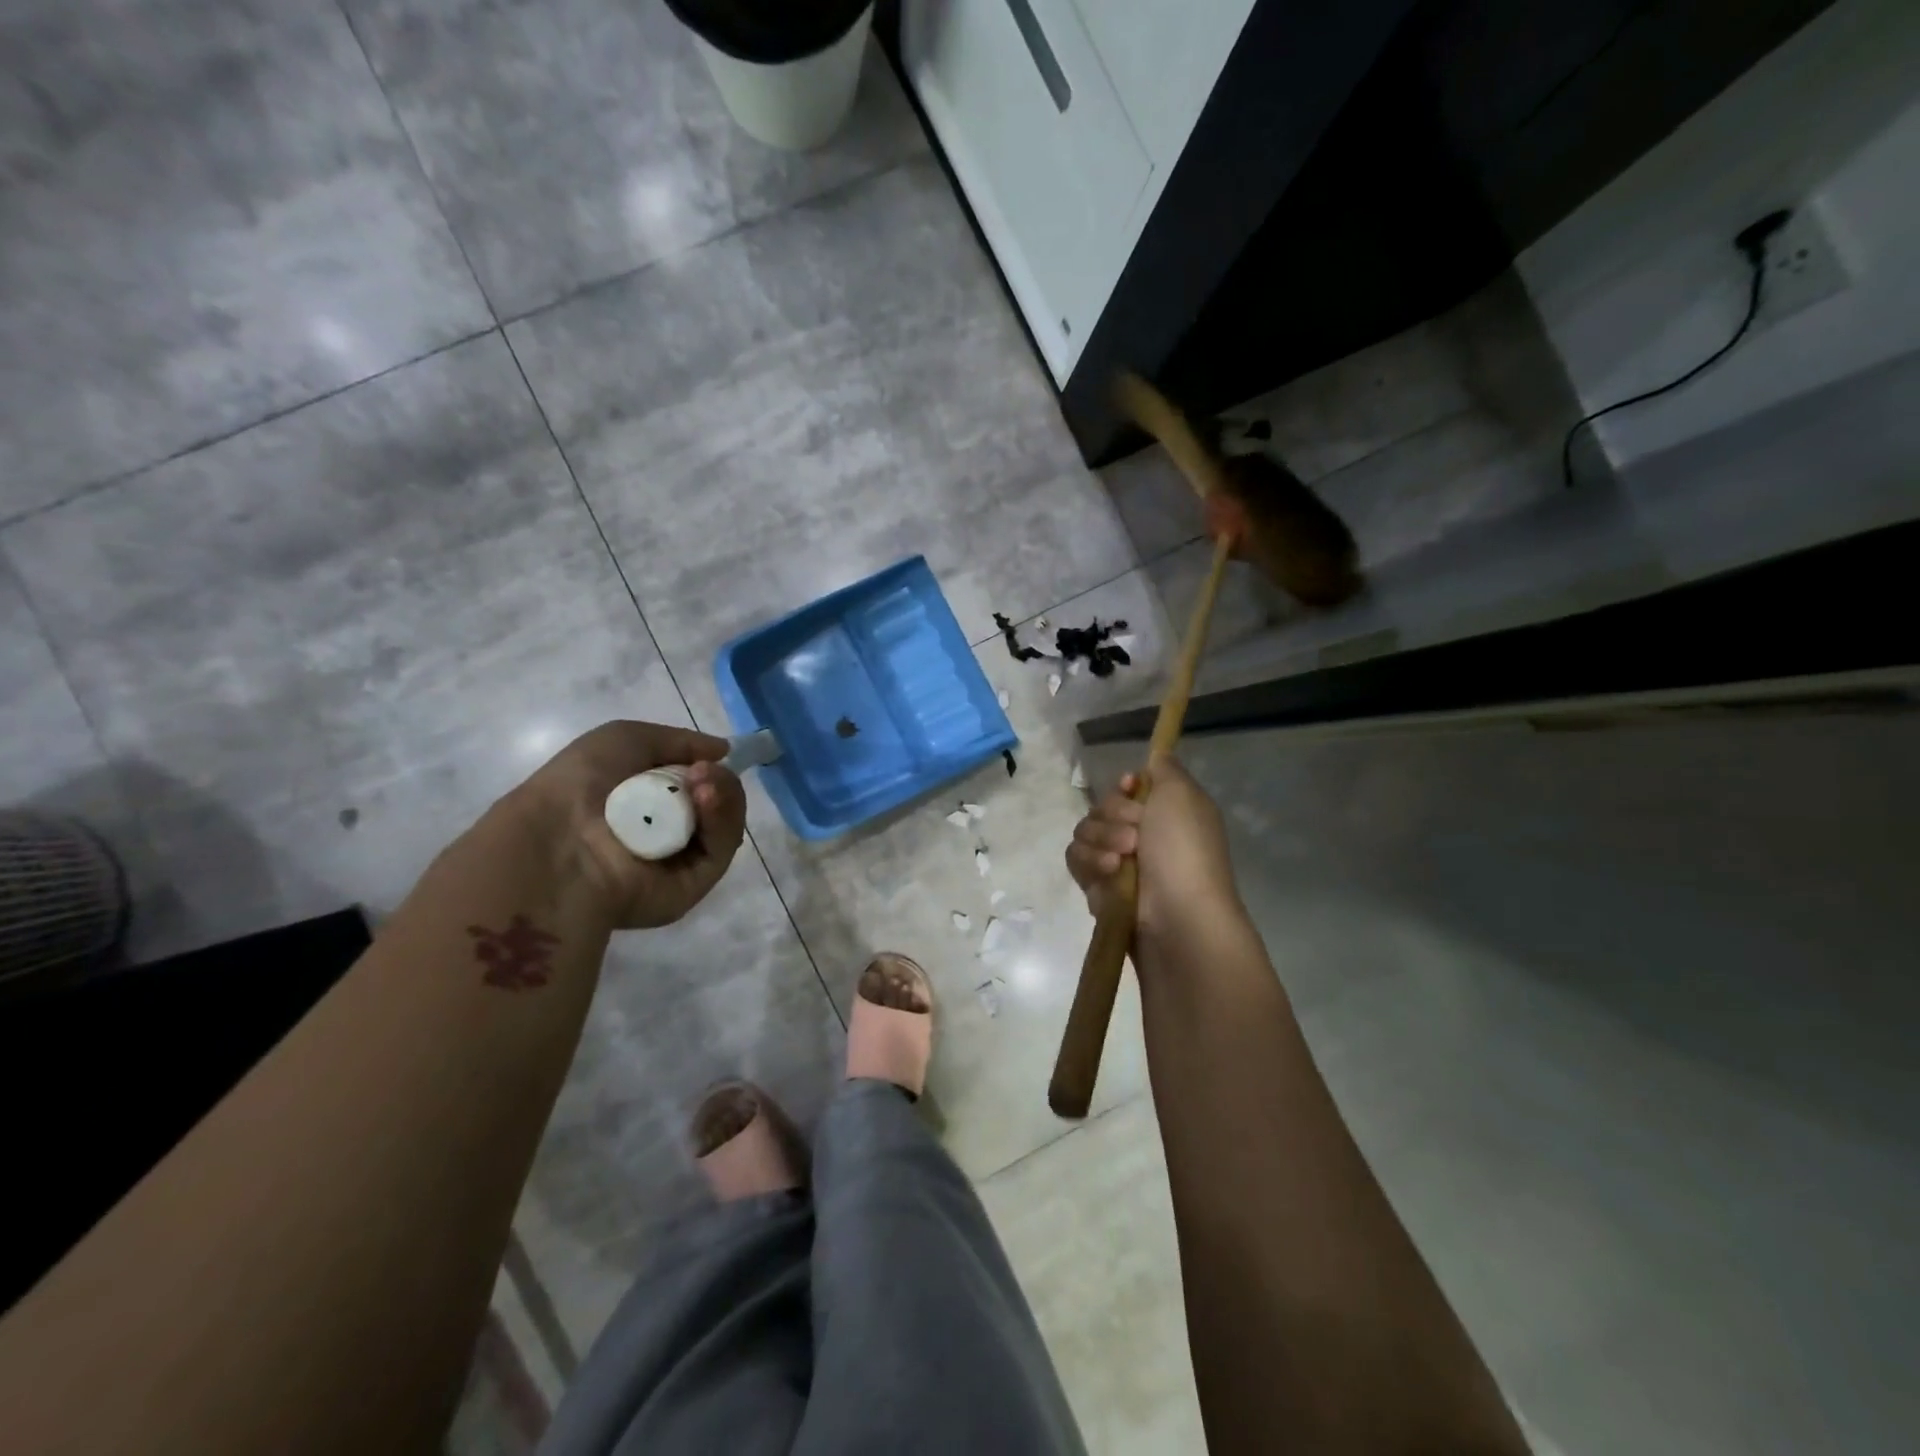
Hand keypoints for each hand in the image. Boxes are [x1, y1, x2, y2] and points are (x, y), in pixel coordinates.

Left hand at [514, 720, 746, 929]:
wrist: (560, 841)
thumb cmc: (581, 784)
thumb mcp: (625, 739)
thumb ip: (681, 741)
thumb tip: (724, 751)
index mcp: (646, 802)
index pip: (698, 784)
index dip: (708, 767)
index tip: (711, 756)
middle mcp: (667, 831)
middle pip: (718, 802)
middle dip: (719, 780)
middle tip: (702, 772)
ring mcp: (683, 859)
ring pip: (725, 823)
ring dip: (723, 795)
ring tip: (703, 784)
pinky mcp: (695, 883)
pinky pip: (722, 848)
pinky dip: (722, 820)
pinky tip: (706, 800)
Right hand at [1066, 759, 1242, 941]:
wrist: (1176, 916)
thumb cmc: (1184, 850)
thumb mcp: (1183, 795)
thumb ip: (1165, 769)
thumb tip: (1157, 755)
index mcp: (1165, 813)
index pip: (1129, 787)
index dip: (1125, 786)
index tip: (1131, 788)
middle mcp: (1141, 835)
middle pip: (1102, 806)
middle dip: (1113, 816)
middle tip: (1135, 836)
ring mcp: (1117, 861)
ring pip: (1085, 831)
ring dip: (1101, 840)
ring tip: (1121, 862)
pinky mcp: (1097, 886)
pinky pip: (1076, 858)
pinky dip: (1090, 862)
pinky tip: (1108, 874)